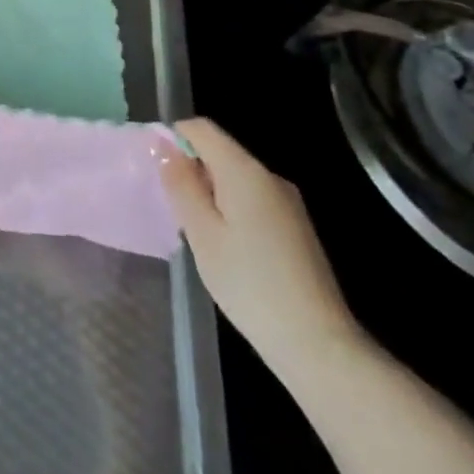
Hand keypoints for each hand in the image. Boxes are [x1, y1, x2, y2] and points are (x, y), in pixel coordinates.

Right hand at [157, 116, 366, 380]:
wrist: (318, 345)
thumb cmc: (249, 284)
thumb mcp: (202, 233)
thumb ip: (181, 184)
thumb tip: (164, 147)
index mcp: (244, 170)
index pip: (201, 128)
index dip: (173, 137)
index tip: (155, 167)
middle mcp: (269, 176)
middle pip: (220, 152)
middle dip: (192, 169)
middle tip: (172, 206)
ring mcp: (288, 202)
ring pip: (237, 178)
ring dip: (211, 192)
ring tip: (197, 232)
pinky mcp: (297, 227)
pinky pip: (254, 200)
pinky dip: (232, 209)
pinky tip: (228, 248)